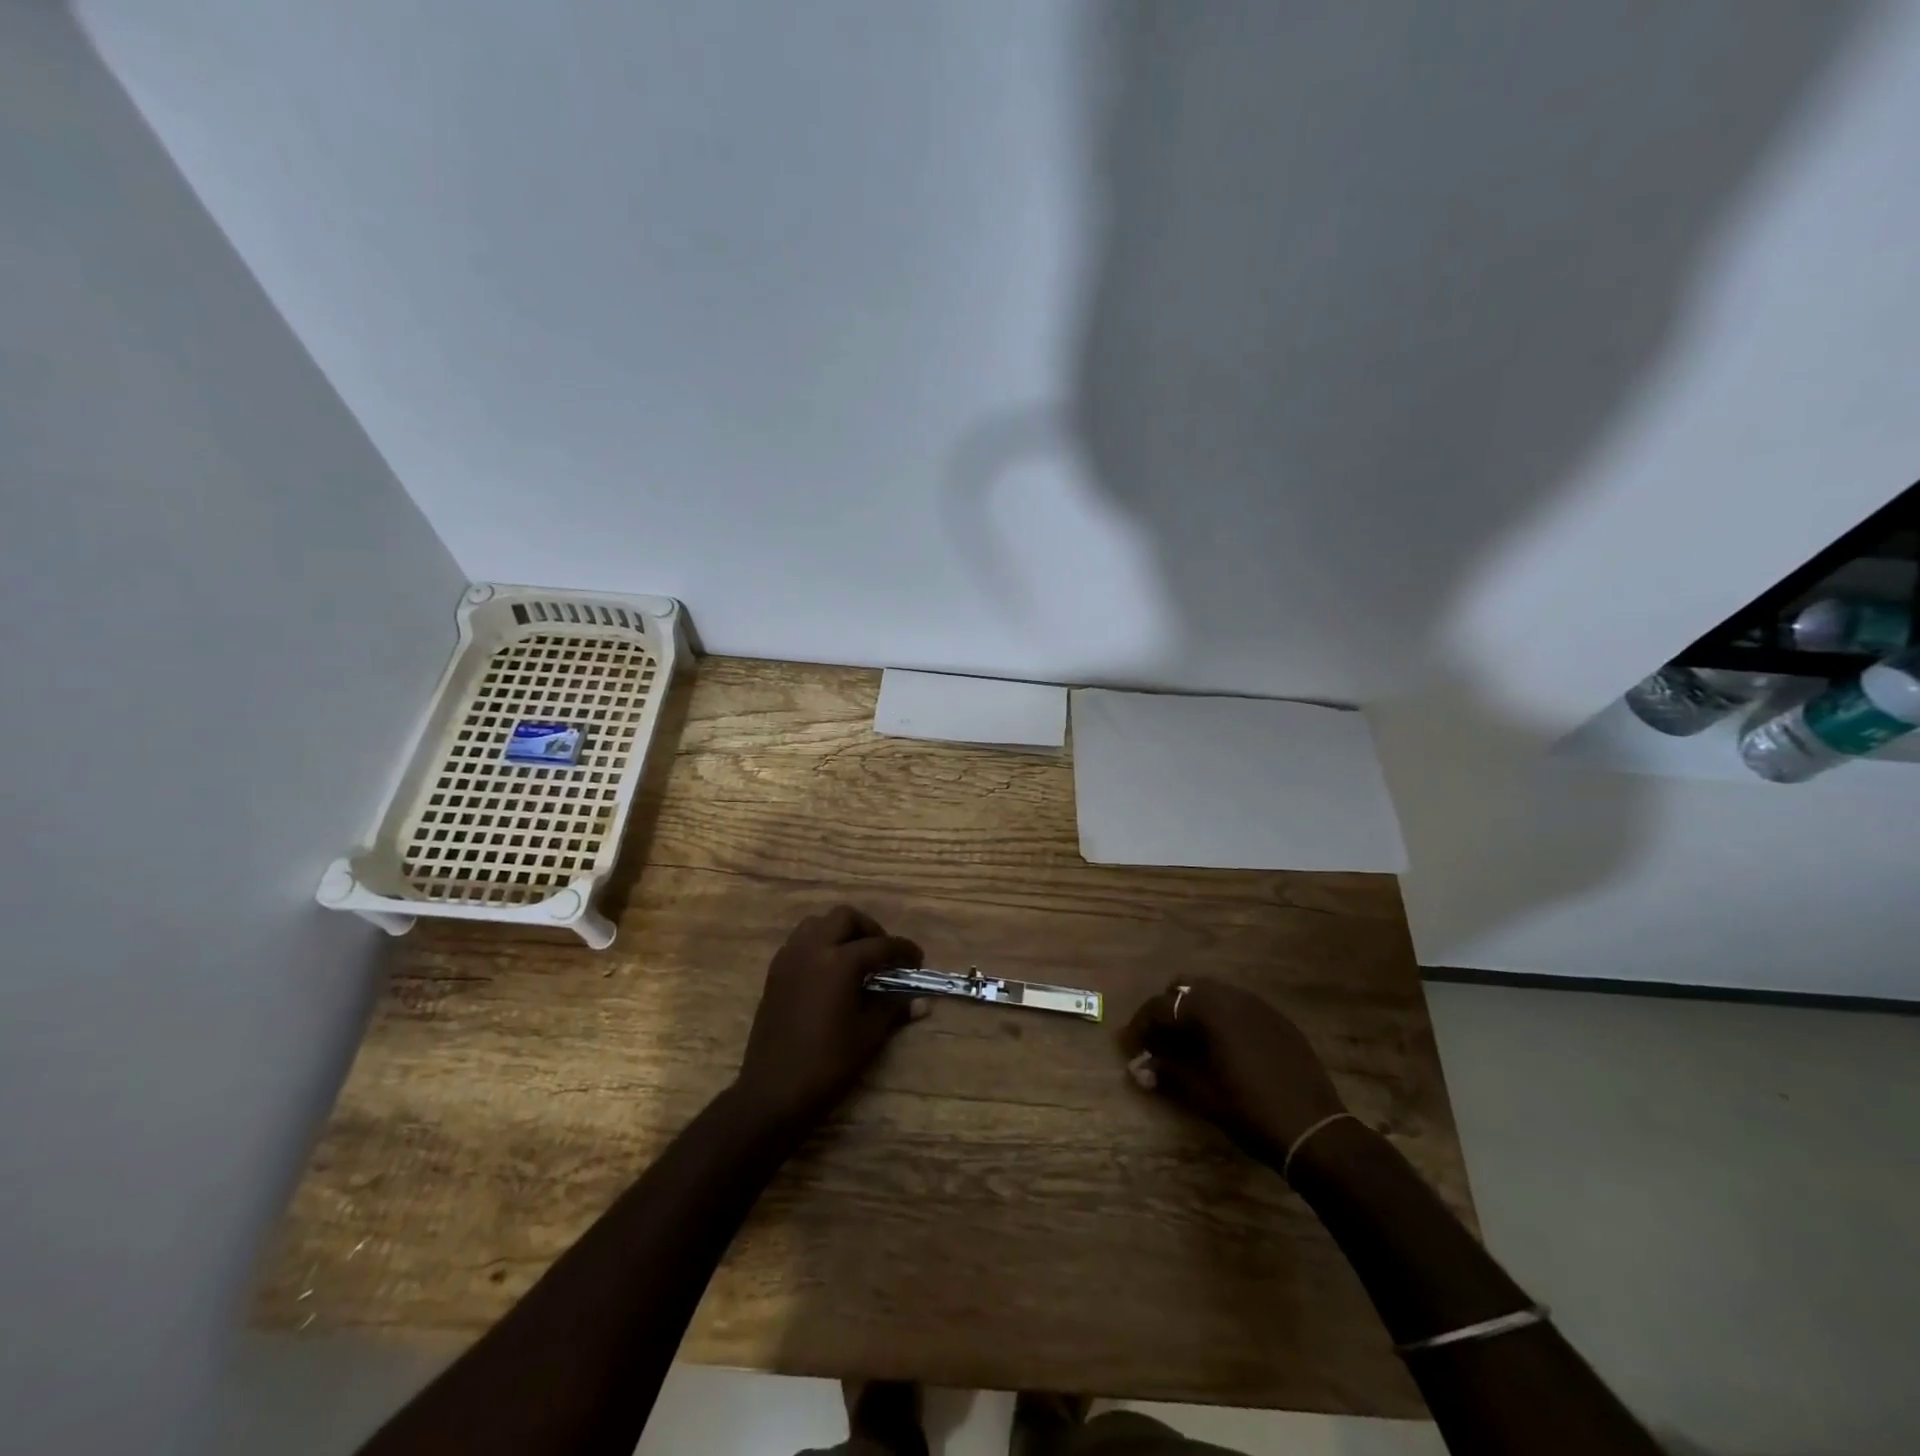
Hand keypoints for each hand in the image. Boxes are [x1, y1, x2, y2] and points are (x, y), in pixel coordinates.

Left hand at [733, 906, 924, 1130]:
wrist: (773, 1091)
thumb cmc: (826, 1063)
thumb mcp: (868, 1035)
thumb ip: (893, 1009)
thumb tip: (921, 1002)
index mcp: (838, 962)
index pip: (880, 945)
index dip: (903, 950)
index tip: (917, 959)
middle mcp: (812, 949)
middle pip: (845, 918)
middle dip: (869, 929)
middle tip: (884, 953)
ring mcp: (789, 958)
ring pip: (818, 923)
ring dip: (840, 931)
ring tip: (855, 957)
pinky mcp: (775, 972)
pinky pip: (800, 941)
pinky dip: (819, 944)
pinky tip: (830, 971)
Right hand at [1121, 979, 1346, 1166]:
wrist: (1316, 1132)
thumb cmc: (1250, 1112)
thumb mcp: (1202, 1095)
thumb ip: (1167, 1072)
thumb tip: (1138, 1068)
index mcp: (1209, 1009)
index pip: (1161, 1006)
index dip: (1140, 1026)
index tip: (1130, 1048)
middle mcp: (1232, 996)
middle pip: (1185, 989)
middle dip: (1167, 1011)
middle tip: (1158, 1042)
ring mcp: (1259, 1006)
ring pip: (1213, 994)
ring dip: (1194, 1013)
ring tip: (1188, 1045)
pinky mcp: (1279, 1020)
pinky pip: (1238, 1007)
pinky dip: (1221, 1019)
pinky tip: (1223, 1049)